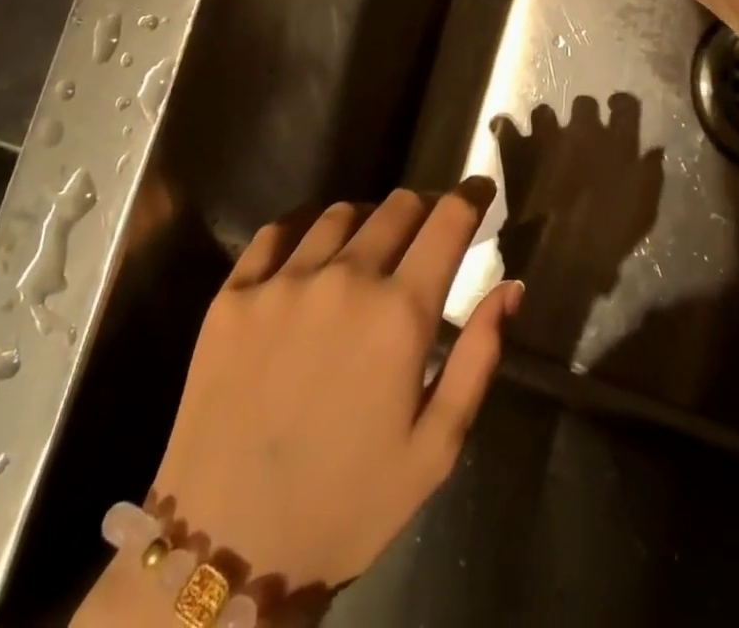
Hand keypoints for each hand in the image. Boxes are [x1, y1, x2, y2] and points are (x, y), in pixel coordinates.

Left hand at [147, 182, 518, 600]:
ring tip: (369, 246)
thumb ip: (479, 358)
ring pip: (340, 212)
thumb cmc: (348, 504)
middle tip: (428, 229)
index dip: (472, 194)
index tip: (480, 188)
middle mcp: (344, 278)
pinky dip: (305, 227)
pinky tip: (310, 249)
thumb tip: (511, 286)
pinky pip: (276, 231)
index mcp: (399, 313)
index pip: (448, 221)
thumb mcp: (435, 449)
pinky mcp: (233, 295)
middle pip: (398, 205)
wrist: (227, 549)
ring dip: (368, 219)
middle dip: (424, 207)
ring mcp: (283, 281)